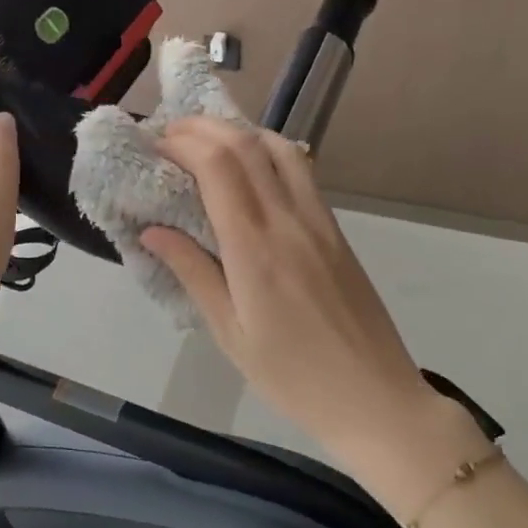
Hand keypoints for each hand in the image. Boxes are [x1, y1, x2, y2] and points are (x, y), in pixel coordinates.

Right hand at [141, 117, 443, 465]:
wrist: (376, 399)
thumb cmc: (293, 377)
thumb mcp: (230, 333)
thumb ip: (193, 272)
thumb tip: (152, 230)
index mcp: (255, 248)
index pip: (218, 166)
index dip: (183, 143)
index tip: (153, 146)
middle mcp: (289, 220)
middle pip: (246, 145)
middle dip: (202, 128)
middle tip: (169, 136)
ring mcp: (319, 221)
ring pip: (280, 148)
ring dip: (239, 132)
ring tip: (207, 143)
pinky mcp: (336, 230)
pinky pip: (301, 171)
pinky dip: (268, 153)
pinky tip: (250, 170)